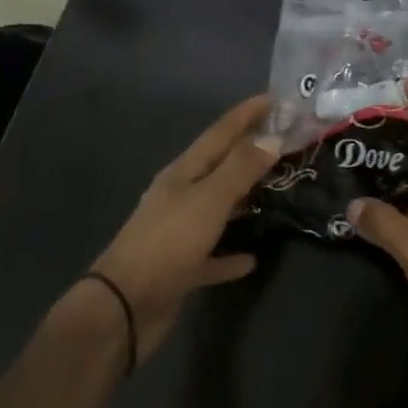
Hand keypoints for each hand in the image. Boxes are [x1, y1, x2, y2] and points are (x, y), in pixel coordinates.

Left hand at [84, 96, 278, 359]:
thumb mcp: (208, 201)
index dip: (247, 113)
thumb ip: (240, 169)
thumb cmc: (167, 244)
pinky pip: (212, 254)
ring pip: (218, 206)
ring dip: (244, 196)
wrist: (122, 309)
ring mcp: (178, 232)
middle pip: (220, 165)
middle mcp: (180, 196)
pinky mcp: (180, 268)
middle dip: (250, 150)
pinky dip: (231, 253)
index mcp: (183, 173)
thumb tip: (271, 138)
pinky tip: (252, 258)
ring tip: (276, 188)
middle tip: (285, 140)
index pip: (220, 133)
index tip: (276, 98)